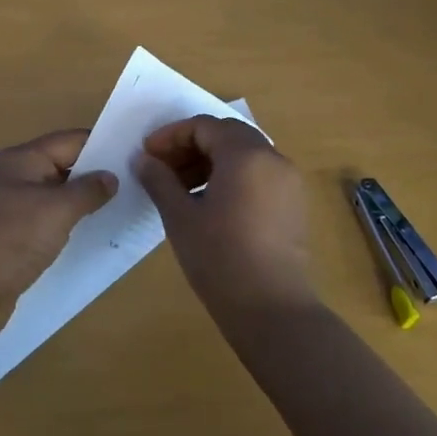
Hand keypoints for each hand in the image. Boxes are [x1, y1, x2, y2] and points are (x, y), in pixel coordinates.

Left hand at [0, 129, 118, 341]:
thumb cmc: (12, 239)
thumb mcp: (57, 209)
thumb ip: (88, 190)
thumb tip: (111, 177)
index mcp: (23, 160)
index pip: (70, 140)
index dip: (102, 144)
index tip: (136, 154)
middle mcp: (17, 177)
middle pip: (65, 166)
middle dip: (97, 173)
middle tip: (138, 183)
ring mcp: (14, 207)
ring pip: (58, 195)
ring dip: (86, 201)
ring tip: (125, 207)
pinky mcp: (15, 236)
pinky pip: (50, 221)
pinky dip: (71, 224)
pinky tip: (96, 233)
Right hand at [136, 115, 316, 316]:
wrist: (272, 309)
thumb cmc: (220, 258)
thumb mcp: (180, 217)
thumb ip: (159, 180)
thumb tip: (143, 159)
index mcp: (246, 155)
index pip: (204, 126)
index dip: (171, 135)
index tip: (147, 155)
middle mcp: (273, 159)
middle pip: (227, 135)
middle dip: (190, 146)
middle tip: (161, 168)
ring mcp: (288, 182)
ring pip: (244, 155)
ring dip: (210, 162)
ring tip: (180, 188)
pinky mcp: (293, 204)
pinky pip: (258, 175)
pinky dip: (231, 177)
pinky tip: (208, 204)